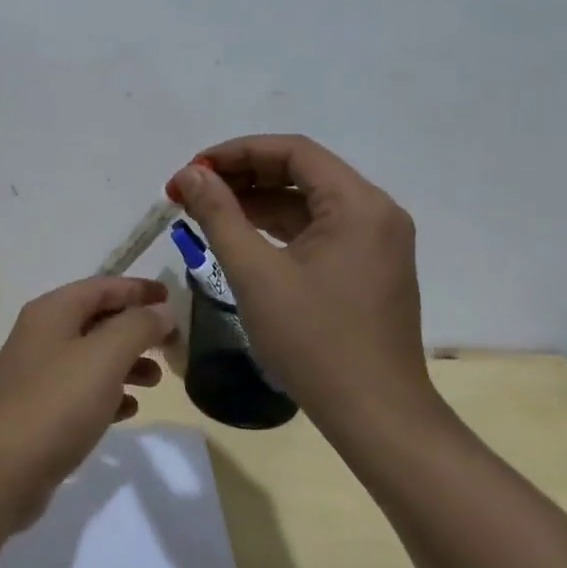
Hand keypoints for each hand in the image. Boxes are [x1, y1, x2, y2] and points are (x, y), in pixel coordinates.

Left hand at [0, 277, 174, 531]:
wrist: (0, 471)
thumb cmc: (56, 404)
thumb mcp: (105, 358)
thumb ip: (137, 328)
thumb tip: (162, 311)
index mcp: (51, 311)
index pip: (102, 287)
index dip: (137, 289)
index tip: (171, 297)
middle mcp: (41, 334)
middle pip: (97, 320)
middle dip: (135, 328)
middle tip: (172, 345)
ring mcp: (37, 373)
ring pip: (91, 356)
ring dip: (126, 362)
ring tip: (156, 380)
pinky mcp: (38, 409)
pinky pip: (80, 390)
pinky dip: (107, 393)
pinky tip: (128, 410)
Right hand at [167, 135, 435, 440]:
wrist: (376, 416)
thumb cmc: (314, 341)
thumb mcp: (255, 273)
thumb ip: (218, 214)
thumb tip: (190, 174)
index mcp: (357, 204)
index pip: (292, 151)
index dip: (236, 152)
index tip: (192, 169)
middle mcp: (375, 212)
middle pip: (301, 171)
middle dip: (242, 174)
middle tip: (192, 189)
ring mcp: (376, 240)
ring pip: (307, 201)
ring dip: (256, 200)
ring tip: (206, 210)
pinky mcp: (369, 266)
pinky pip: (318, 228)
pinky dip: (277, 226)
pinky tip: (240, 235)